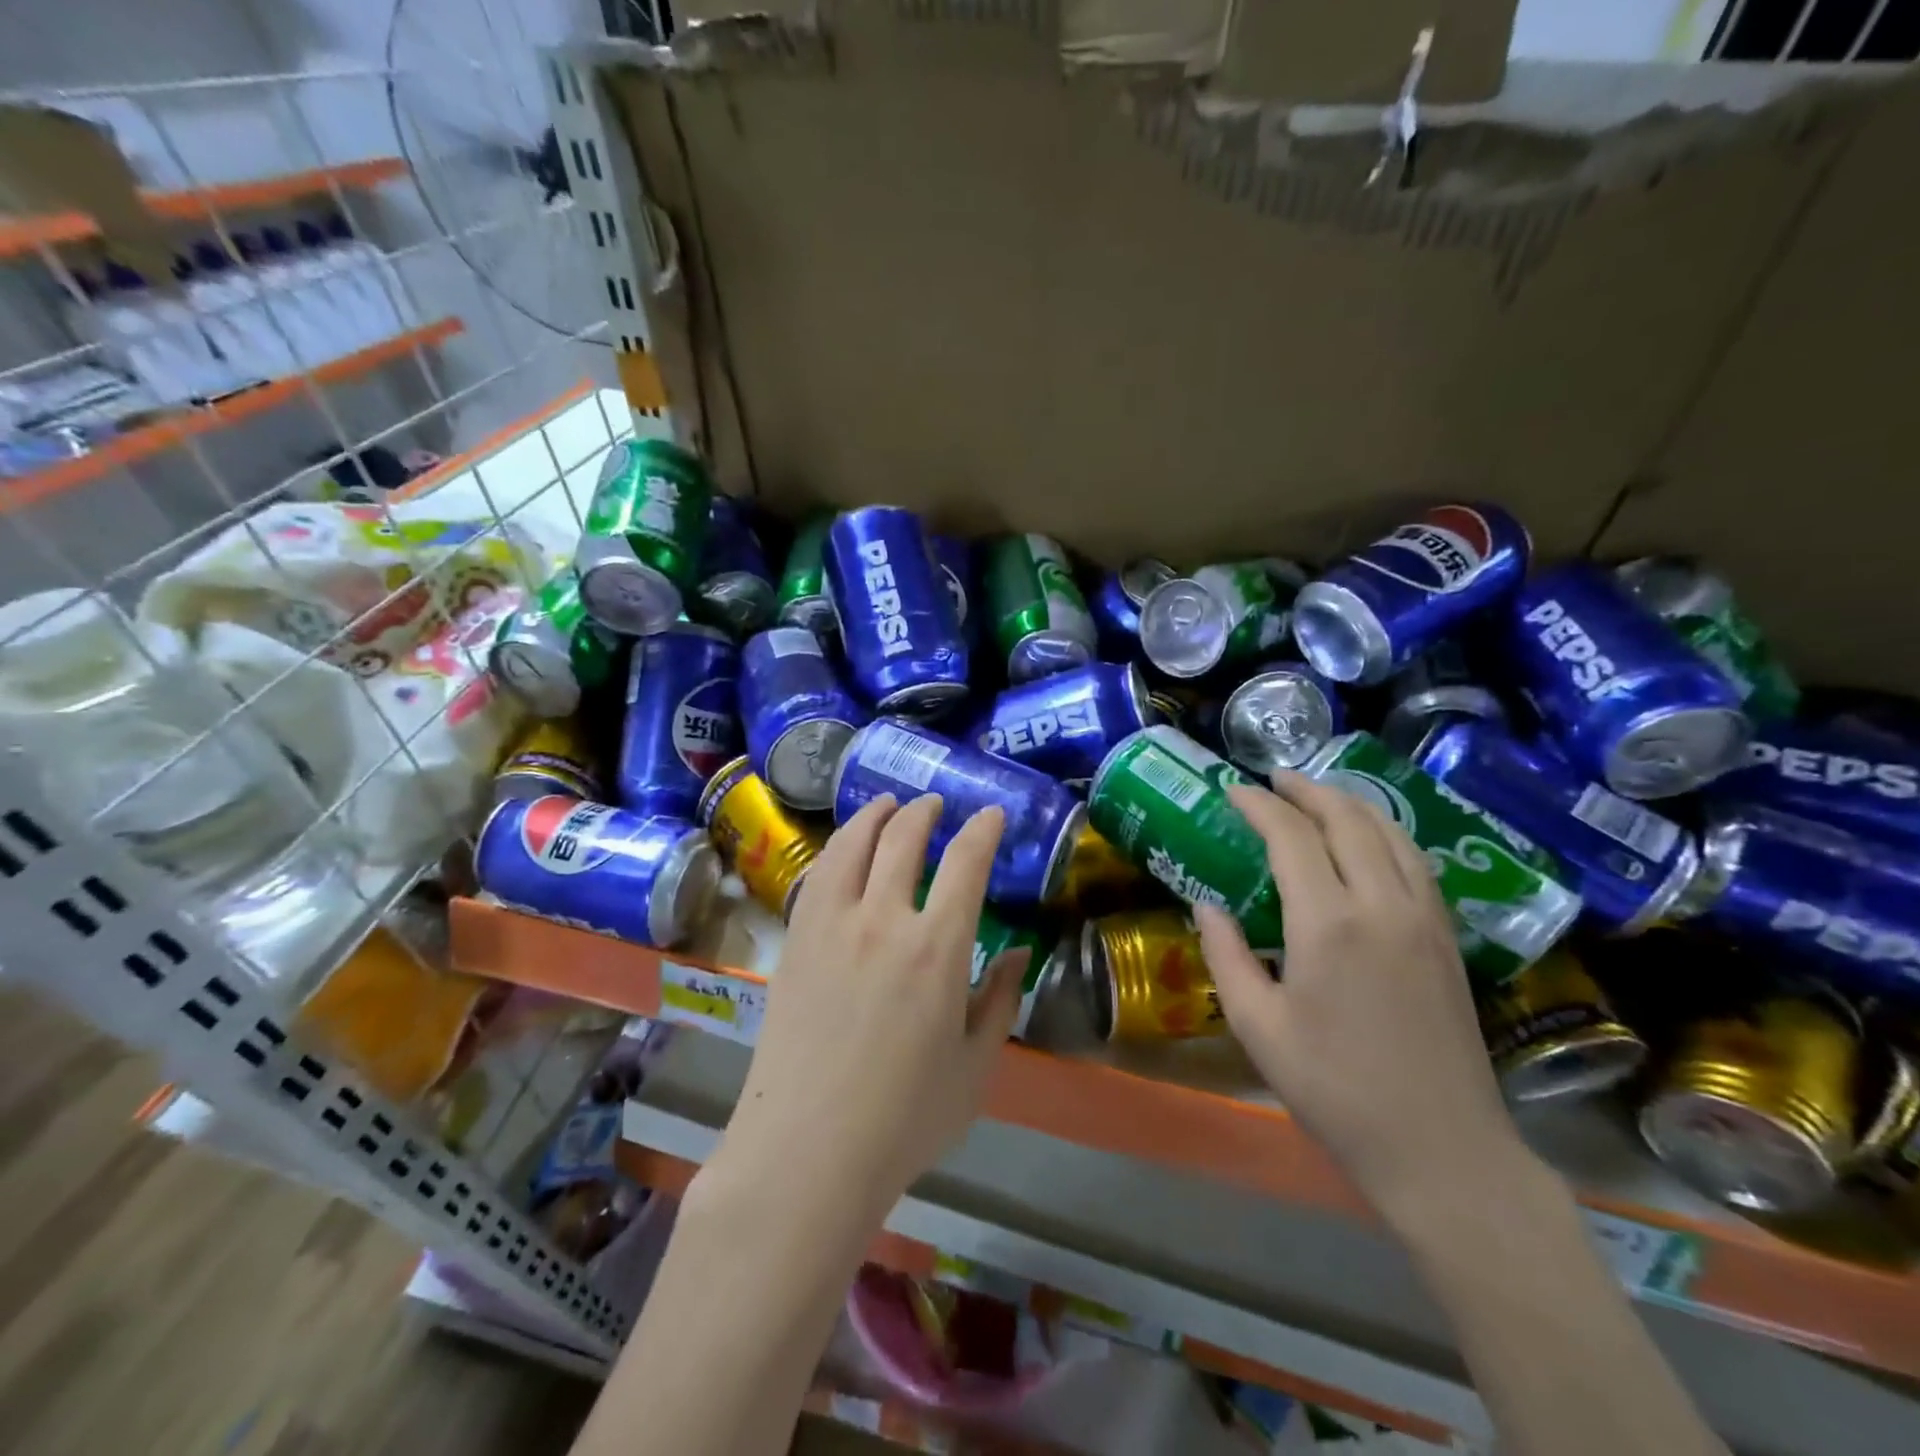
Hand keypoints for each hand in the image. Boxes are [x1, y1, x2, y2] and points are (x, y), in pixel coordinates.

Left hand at [717, 794, 1028, 1212]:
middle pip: (904, 838)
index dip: (983, 830)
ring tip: (887, 804)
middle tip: (935, 804)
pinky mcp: (796, 939)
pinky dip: (837, 847)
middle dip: (925, 812)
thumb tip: (1019, 952)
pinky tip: (843, 848)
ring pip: (853, 844)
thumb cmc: (905, 1118)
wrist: (807, 1150)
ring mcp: (832, 924)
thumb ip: (1001, 1001)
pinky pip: (818, 873)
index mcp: (937, 948)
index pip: (966, 863)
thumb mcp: (976, 1066)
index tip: (992, 815)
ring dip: (875, 815)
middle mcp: (884, 919)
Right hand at [1193, 773, 1525, 1225]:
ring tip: (1318, 796)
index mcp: (1328, 924)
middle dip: (1307, 790)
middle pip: (1348, 819)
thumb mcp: (1256, 1026)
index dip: (1259, 806)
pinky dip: (1385, 833)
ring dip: (1350, 804)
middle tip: (1273, 779)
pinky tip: (1368, 841)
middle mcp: (1382, 905)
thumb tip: (1206, 904)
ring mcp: (1424, 919)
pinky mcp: (1448, 938)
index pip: (1292, 837)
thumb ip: (1225, 955)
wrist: (1441, 1149)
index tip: (1232, 791)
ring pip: (1390, 833)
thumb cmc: (1334, 1089)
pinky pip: (1415, 861)